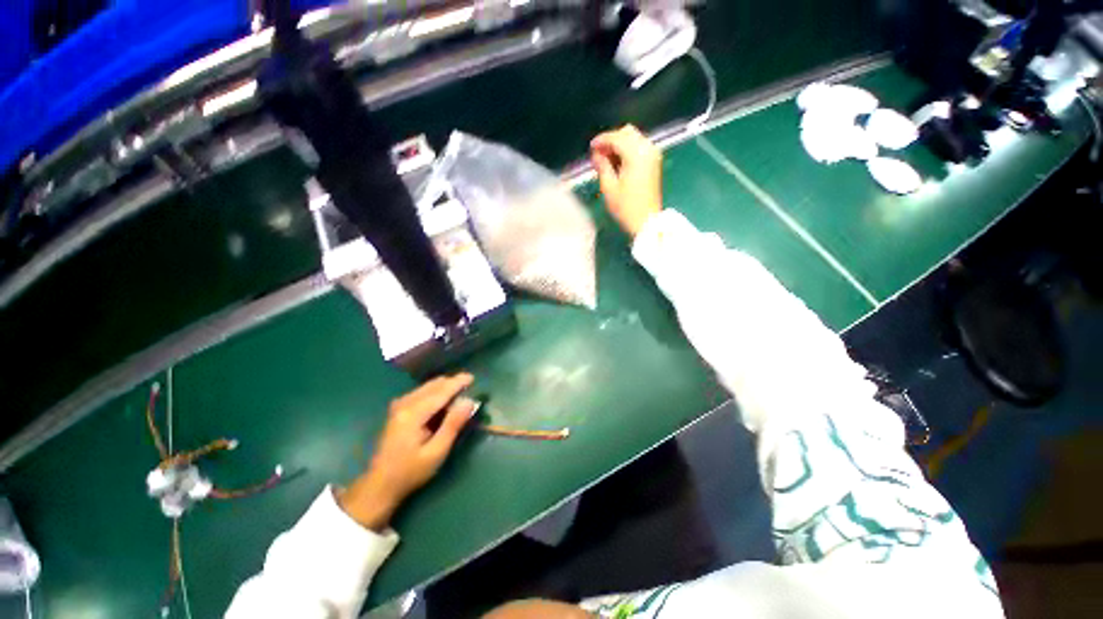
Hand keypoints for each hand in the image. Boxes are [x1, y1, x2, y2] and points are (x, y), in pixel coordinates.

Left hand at [338, 374, 476, 529]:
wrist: (380, 484)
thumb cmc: (411, 471)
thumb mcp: (437, 452)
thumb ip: (453, 424)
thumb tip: (469, 401)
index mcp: (413, 414)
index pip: (440, 391)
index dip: (457, 383)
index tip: (472, 377)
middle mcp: (404, 404)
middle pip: (433, 386)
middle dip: (452, 384)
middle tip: (469, 388)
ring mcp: (398, 405)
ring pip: (426, 387)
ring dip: (443, 388)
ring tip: (458, 396)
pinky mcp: (397, 410)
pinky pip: (420, 392)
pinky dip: (434, 392)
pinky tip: (442, 402)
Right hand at [590, 125, 663, 237]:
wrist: (647, 221)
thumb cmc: (626, 207)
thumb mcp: (609, 187)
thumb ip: (602, 166)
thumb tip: (596, 154)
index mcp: (636, 154)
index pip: (616, 137)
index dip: (601, 140)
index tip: (591, 148)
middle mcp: (647, 149)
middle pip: (627, 133)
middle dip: (611, 140)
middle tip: (599, 155)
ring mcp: (653, 155)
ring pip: (634, 138)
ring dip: (620, 145)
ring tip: (607, 160)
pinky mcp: (654, 162)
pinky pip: (639, 147)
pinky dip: (628, 150)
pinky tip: (618, 163)